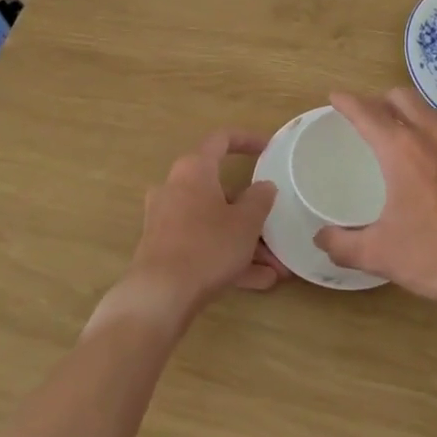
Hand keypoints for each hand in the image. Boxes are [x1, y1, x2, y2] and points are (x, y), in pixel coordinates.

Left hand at [122, 129, 284, 320]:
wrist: (159, 296)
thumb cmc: (207, 246)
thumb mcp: (246, 222)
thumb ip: (260, 199)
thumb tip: (264, 186)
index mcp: (194, 169)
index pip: (222, 139)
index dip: (247, 140)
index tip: (269, 149)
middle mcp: (175, 188)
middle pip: (221, 191)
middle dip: (252, 212)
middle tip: (277, 223)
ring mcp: (166, 220)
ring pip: (214, 223)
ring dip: (246, 241)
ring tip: (276, 266)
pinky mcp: (163, 248)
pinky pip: (203, 244)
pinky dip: (228, 257)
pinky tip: (259, 281)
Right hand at [313, 89, 436, 317]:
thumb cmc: (436, 255)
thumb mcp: (380, 254)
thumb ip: (343, 244)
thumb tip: (321, 238)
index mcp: (402, 150)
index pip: (369, 113)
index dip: (348, 102)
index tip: (334, 96)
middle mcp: (431, 138)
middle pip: (402, 97)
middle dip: (379, 99)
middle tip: (363, 116)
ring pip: (428, 110)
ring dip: (407, 110)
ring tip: (393, 130)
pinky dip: (427, 129)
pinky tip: (424, 158)